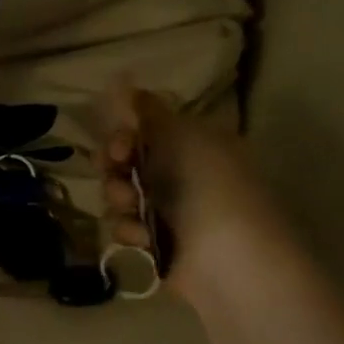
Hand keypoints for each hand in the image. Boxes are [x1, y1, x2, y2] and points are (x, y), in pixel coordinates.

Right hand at [101, 84, 281, 301]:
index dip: (123, 136)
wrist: (229, 258)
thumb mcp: (182, 137)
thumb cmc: (210, 187)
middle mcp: (179, 174)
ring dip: (118, 200)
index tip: (121, 147)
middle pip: (123, 163)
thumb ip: (149, 112)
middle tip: (119, 178)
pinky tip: (144, 239)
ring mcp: (167, 211)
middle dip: (114, 170)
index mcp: (192, 144)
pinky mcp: (155, 244)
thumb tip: (127, 85)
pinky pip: (123, 228)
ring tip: (134, 211)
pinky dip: (129, 231)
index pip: (143, 131)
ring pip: (118, 196)